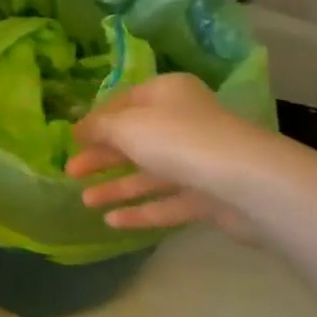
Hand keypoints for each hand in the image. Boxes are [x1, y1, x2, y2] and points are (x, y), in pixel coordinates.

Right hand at [66, 74, 293, 241]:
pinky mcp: (208, 196)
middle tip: (71, 172)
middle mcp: (184, 122)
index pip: (124, 102)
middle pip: (135, 139)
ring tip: (85, 201)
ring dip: (116, 186)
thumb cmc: (178, 140)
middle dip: (102, 156)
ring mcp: (198, 161)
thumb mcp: (127, 126)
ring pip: (149, 173)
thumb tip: (79, 129)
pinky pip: (167, 201)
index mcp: (167, 94)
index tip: (72, 139)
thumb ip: (99, 127)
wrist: (245, 182)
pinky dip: (140, 210)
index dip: (96, 120)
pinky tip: (112, 222)